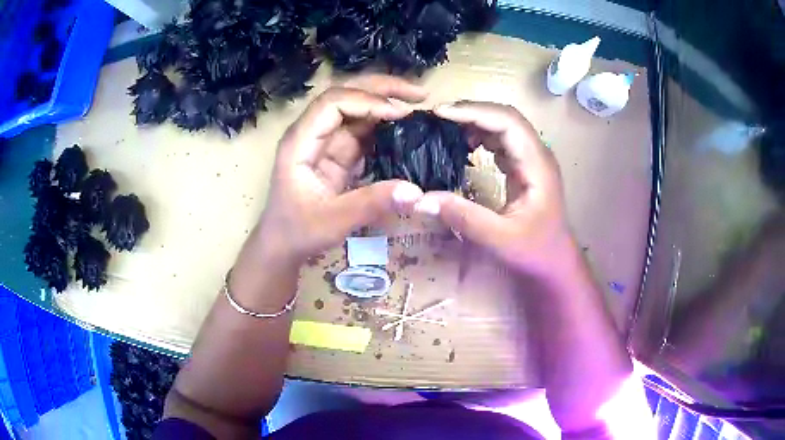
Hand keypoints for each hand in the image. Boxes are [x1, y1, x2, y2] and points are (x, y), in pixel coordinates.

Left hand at [257, 76, 427, 261]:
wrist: (282, 245)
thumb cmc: (298, 231)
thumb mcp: (334, 221)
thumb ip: (372, 204)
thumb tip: (417, 192)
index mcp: (300, 141)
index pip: (332, 103)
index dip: (367, 101)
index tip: (400, 113)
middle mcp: (311, 133)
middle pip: (345, 95)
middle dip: (382, 89)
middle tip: (419, 94)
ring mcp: (324, 141)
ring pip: (356, 109)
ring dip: (386, 104)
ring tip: (419, 106)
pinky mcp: (337, 153)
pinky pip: (362, 131)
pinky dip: (385, 126)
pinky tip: (406, 129)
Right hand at [414, 102, 574, 276]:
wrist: (555, 263)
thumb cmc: (535, 251)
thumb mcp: (499, 238)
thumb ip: (463, 217)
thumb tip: (421, 199)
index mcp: (537, 164)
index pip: (507, 121)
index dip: (474, 111)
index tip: (441, 114)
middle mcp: (537, 154)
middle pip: (506, 117)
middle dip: (472, 111)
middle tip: (438, 117)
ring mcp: (532, 160)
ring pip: (504, 125)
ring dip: (476, 120)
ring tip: (446, 126)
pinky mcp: (524, 168)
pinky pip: (502, 140)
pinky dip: (481, 135)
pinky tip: (465, 143)